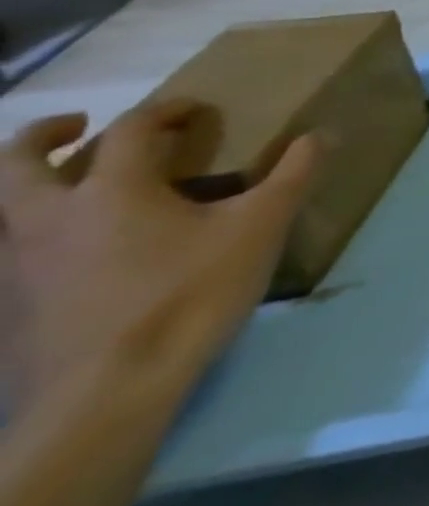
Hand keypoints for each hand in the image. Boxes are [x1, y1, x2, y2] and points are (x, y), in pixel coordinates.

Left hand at [0, 99, 317, 416]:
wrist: (107, 395)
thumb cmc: (189, 294)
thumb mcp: (261, 227)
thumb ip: (292, 175)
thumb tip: (321, 134)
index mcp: (110, 191)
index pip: (130, 131)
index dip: (164, 111)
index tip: (193, 110)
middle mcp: (47, 220)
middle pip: (15, 165)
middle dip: (41, 136)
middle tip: (75, 126)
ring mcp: (15, 269)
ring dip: (25, 188)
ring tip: (65, 187)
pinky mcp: (8, 310)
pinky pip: (6, 257)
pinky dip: (26, 238)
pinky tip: (63, 252)